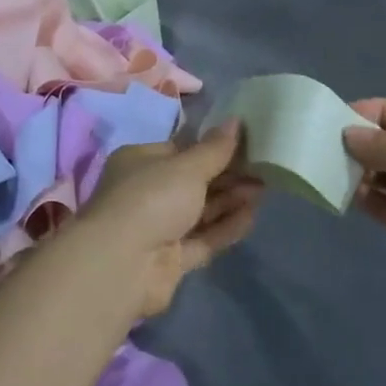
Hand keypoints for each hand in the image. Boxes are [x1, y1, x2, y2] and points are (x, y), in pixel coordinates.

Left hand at [81, 121, 260, 315]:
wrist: (122, 265)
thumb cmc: (152, 198)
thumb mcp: (187, 166)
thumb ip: (215, 148)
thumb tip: (236, 121)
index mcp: (140, 162)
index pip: (180, 149)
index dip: (212, 147)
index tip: (244, 143)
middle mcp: (146, 193)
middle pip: (193, 182)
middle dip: (227, 175)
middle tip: (262, 168)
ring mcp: (157, 229)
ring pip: (200, 211)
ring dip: (230, 200)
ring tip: (263, 189)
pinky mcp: (170, 260)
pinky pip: (203, 240)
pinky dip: (225, 228)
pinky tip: (251, 216)